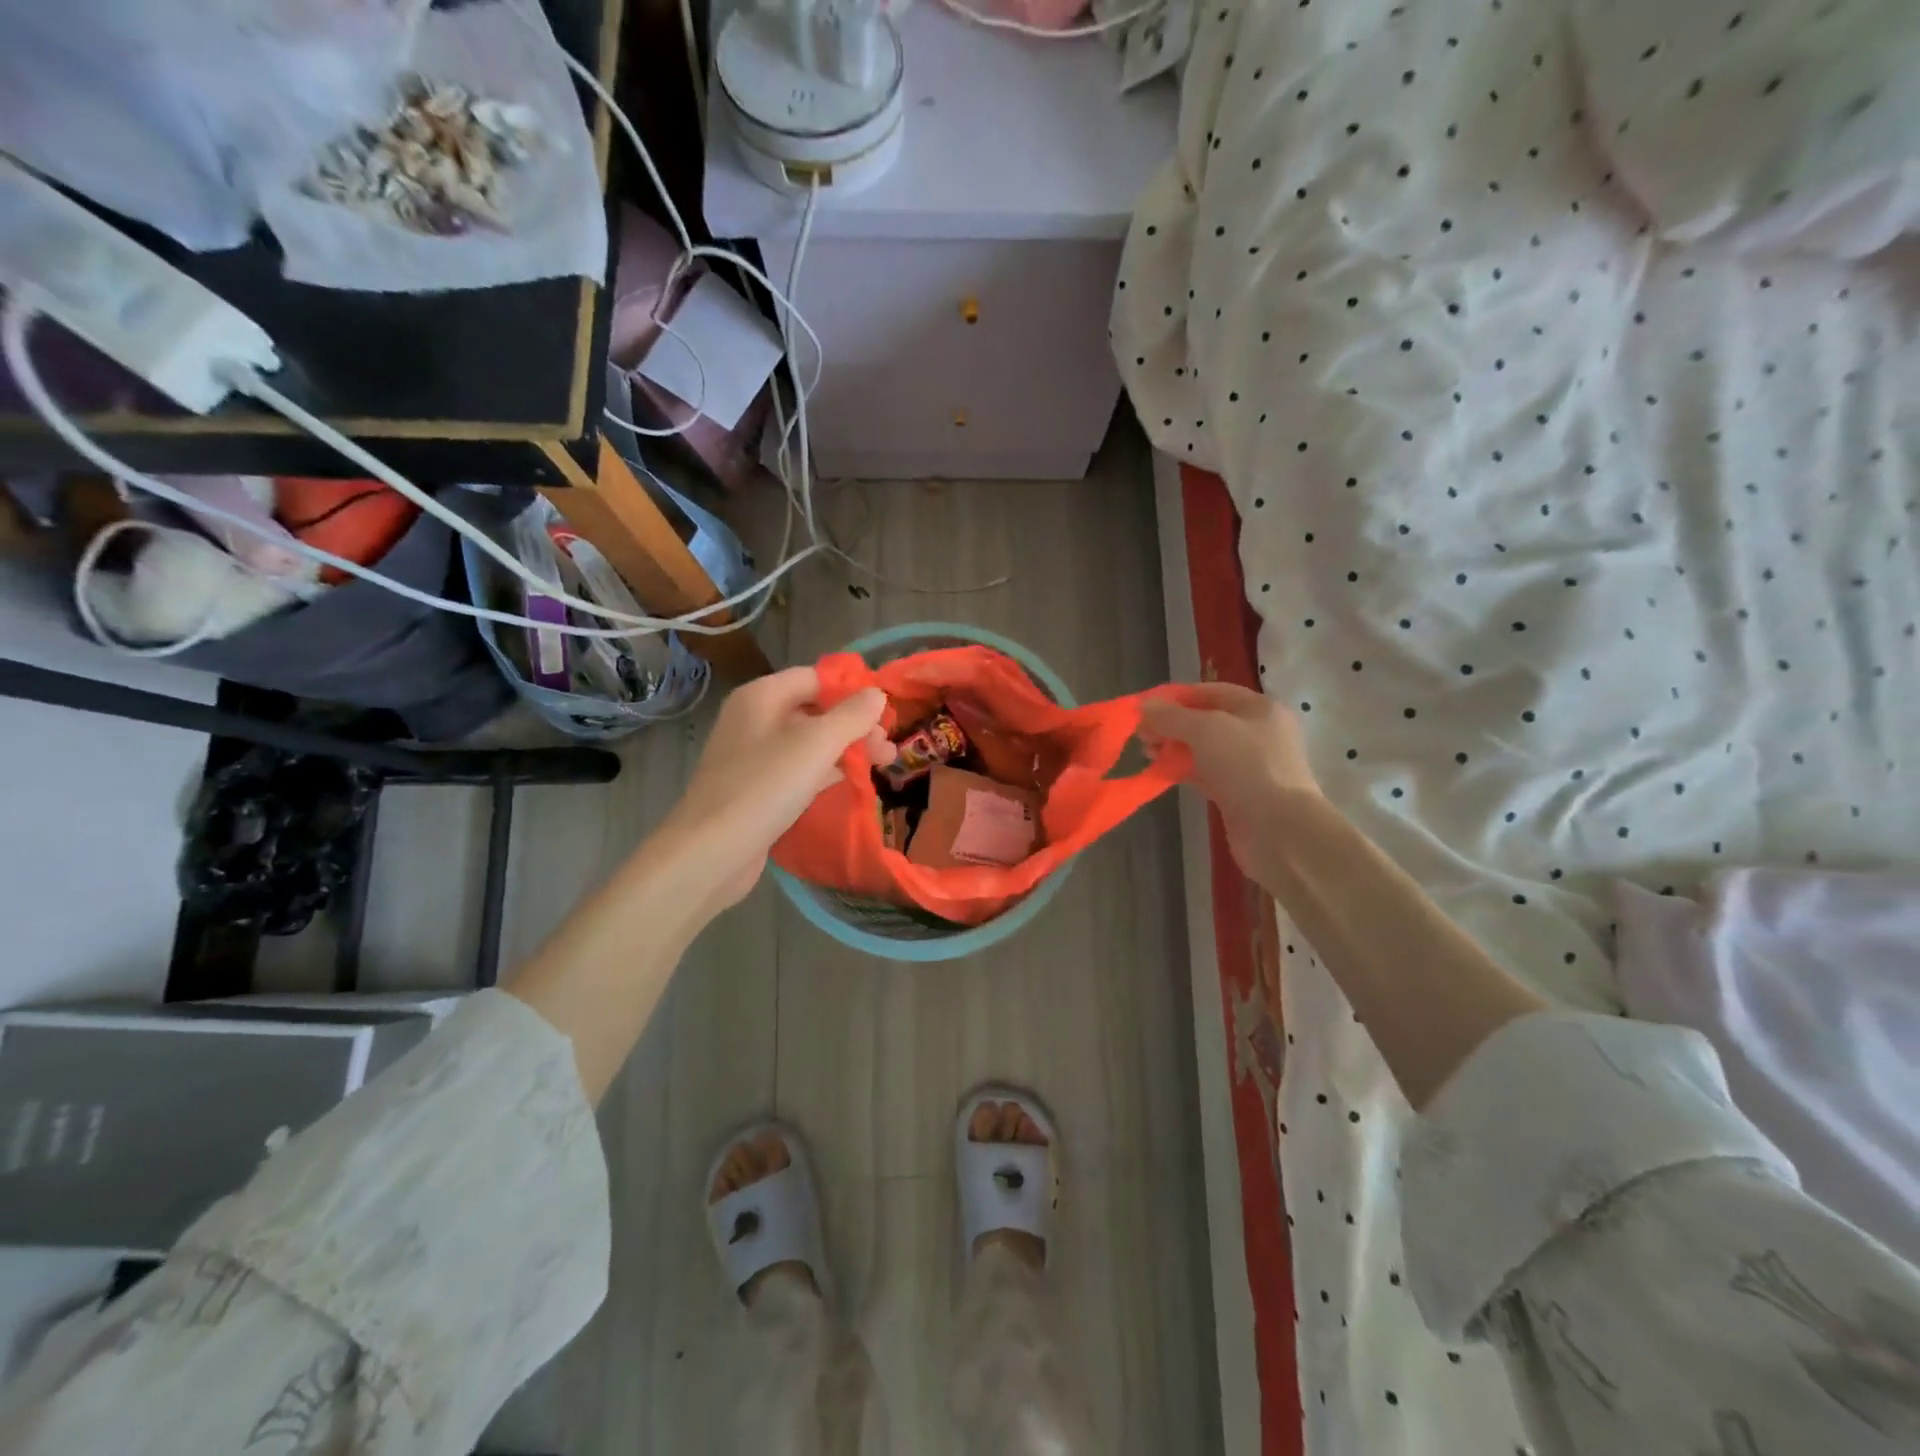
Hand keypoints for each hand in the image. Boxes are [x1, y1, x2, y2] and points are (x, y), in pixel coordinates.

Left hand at [657, 667, 892, 911]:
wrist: (710, 852)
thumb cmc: (764, 787)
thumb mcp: (816, 744)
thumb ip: (851, 716)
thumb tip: (877, 693)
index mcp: (762, 696)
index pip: (814, 678)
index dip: (851, 691)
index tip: (886, 713)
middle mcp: (754, 720)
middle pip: (814, 711)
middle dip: (854, 726)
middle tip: (888, 749)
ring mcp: (753, 757)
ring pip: (809, 744)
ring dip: (845, 750)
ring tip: (882, 766)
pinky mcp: (756, 790)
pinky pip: (798, 771)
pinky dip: (825, 773)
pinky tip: (850, 784)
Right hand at [1139, 683, 1319, 879]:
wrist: (1279, 831)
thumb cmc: (1246, 767)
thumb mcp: (1205, 730)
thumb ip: (1171, 716)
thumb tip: (1142, 705)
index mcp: (1259, 708)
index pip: (1211, 692)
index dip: (1176, 696)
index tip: (1144, 707)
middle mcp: (1258, 733)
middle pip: (1206, 721)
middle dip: (1172, 724)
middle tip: (1141, 734)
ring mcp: (1250, 765)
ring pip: (1204, 749)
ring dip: (1175, 748)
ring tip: (1146, 753)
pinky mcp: (1240, 794)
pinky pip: (1206, 774)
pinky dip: (1184, 771)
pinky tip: (1162, 773)